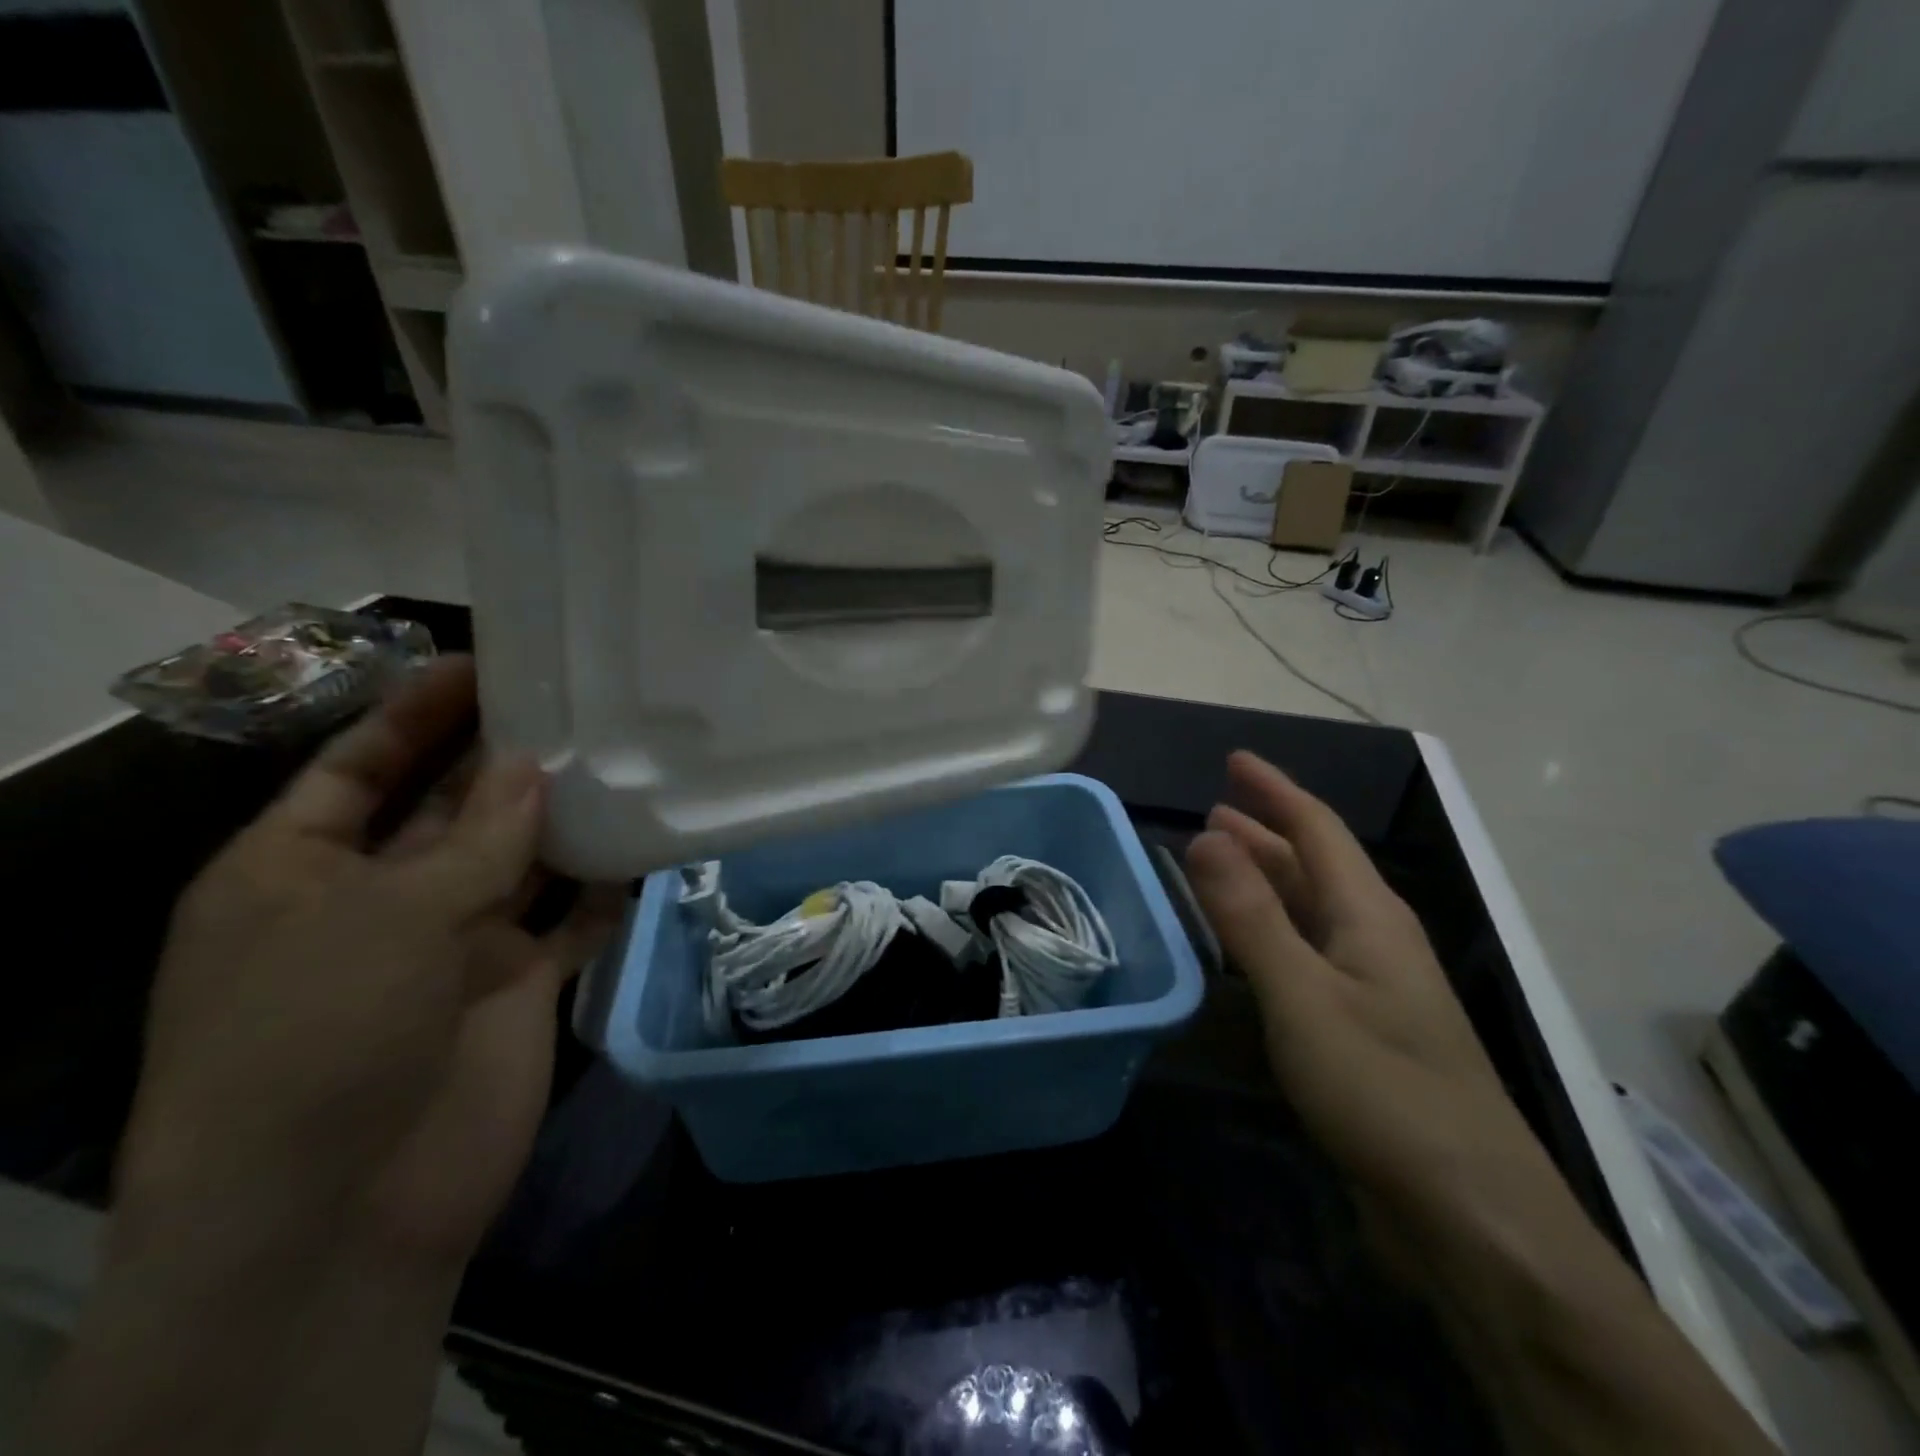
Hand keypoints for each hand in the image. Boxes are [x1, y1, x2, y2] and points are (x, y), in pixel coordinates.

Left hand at [118, 655, 625, 1273]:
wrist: (343, 1213)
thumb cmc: (319, 1039)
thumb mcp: (383, 918)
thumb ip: (473, 839)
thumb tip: (530, 765)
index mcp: (298, 872)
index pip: (359, 768)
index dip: (417, 715)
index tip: (485, 664)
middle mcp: (379, 899)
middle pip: (450, 807)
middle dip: (503, 758)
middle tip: (576, 701)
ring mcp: (454, 943)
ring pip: (519, 859)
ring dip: (562, 817)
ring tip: (622, 758)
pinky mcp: (516, 983)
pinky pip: (571, 919)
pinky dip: (606, 887)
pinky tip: (647, 843)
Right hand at [1184, 753, 1776, 1454]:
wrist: (1469, 1214)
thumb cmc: (1384, 1090)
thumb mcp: (1303, 996)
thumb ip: (1251, 916)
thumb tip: (1206, 835)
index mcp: (1368, 915)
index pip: (1317, 828)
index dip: (1274, 790)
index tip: (1235, 760)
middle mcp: (1372, 938)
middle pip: (1313, 865)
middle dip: (1264, 831)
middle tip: (1212, 810)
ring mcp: (1369, 986)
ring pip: (1308, 910)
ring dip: (1264, 880)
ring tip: (1218, 862)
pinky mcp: (1359, 1028)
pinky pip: (1304, 953)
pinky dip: (1267, 930)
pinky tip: (1243, 944)